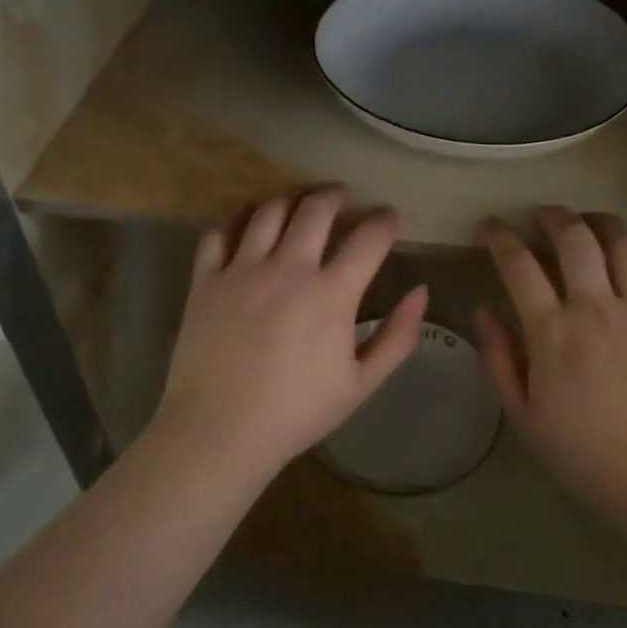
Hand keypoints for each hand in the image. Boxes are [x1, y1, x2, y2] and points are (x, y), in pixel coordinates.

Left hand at [148, 186, 426, 478]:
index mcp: (331, 293)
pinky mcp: (206, 280)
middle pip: (316, 208)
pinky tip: (246, 229)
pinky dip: (236, 222)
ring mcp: (241, 270)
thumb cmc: (297, 412)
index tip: (390, 218)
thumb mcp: (362, 383)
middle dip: (335, 196)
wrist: (220, 431)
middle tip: (342, 198)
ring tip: (298, 205)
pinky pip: (219, 233)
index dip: (385, 221)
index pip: (369, 237)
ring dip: (290, 199)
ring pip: (268, 210)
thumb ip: (398, 337)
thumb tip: (420, 293)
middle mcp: (287, 268)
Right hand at [474, 208, 626, 547]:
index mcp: (553, 331)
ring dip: (604, 222)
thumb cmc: (586, 457)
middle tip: (541, 216)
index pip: (518, 264)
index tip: (488, 226)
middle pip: (575, 237)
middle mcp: (598, 307)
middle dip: (552, 215)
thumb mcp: (523, 416)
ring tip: (591, 223)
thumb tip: (483, 310)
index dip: (498, 236)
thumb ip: (498, 358)